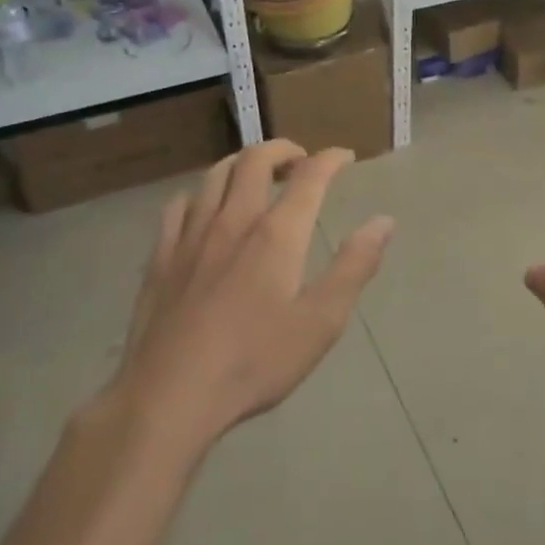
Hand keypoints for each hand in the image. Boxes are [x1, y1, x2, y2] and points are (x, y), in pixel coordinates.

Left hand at [108, 141, 394, 455]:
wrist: (170, 395)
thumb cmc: (255, 361)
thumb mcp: (321, 322)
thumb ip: (355, 266)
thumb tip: (383, 221)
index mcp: (277, 234)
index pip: (309, 177)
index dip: (330, 159)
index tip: (344, 157)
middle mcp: (233, 220)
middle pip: (255, 160)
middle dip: (283, 149)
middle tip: (300, 160)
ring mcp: (191, 235)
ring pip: (215, 174)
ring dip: (241, 162)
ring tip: (255, 173)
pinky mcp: (161, 256)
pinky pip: (179, 204)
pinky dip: (200, 193)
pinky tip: (204, 208)